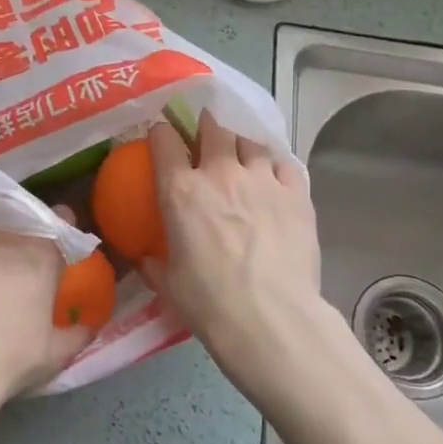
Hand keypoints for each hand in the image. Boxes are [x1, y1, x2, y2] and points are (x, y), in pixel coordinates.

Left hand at [0, 224, 91, 409]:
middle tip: (16, 266)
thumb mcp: (54, 354)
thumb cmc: (6, 359)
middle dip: (22, 240)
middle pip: (21, 223)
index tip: (55, 249)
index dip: (60, 232)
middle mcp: (6, 234)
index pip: (61, 219)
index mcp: (41, 255)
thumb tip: (88, 325)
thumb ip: (77, 333)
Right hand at [143, 111, 336, 401]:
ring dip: (241, 144)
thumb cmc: (209, 303)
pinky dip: (275, 166)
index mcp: (180, 191)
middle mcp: (219, 174)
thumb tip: (146, 258)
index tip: (160, 136)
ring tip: (241, 154)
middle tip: (205, 133)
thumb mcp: (168, 284)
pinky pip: (284, 164)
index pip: (164, 142)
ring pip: (250, 141)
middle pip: (212, 129)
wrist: (271, 318)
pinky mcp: (296, 194)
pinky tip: (274, 177)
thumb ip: (155, 263)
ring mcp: (262, 180)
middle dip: (206, 125)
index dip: (160, 133)